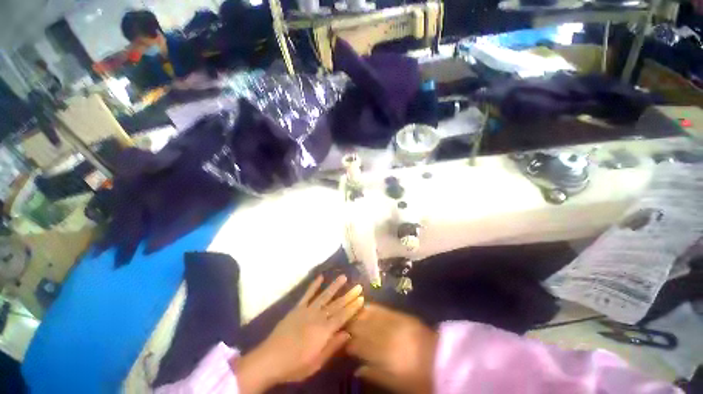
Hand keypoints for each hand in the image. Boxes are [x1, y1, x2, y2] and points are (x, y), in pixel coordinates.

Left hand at [236, 275, 363, 392]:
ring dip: (335, 286)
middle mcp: (318, 317)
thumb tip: (348, 333)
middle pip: (336, 305)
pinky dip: (314, 285)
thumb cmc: (295, 365)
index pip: (342, 317)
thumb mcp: (316, 363)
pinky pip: (307, 294)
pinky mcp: (297, 308)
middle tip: (358, 286)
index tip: (361, 298)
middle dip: (348, 295)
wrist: (270, 359)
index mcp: (324, 331)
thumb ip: (333, 346)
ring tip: (343, 277)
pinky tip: (320, 277)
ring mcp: (307, 310)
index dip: (353, 307)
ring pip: (324, 296)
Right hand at [347, 304, 437, 393]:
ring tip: (348, 313)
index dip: (348, 342)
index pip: (358, 344)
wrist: (441, 360)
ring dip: (357, 314)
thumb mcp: (396, 383)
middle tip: (341, 324)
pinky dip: (371, 307)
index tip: (341, 341)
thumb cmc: (418, 377)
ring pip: (369, 315)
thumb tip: (356, 368)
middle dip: (349, 325)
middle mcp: (385, 334)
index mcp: (383, 354)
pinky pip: (382, 308)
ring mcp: (393, 322)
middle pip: (361, 326)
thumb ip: (374, 374)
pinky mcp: (401, 314)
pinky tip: (364, 305)